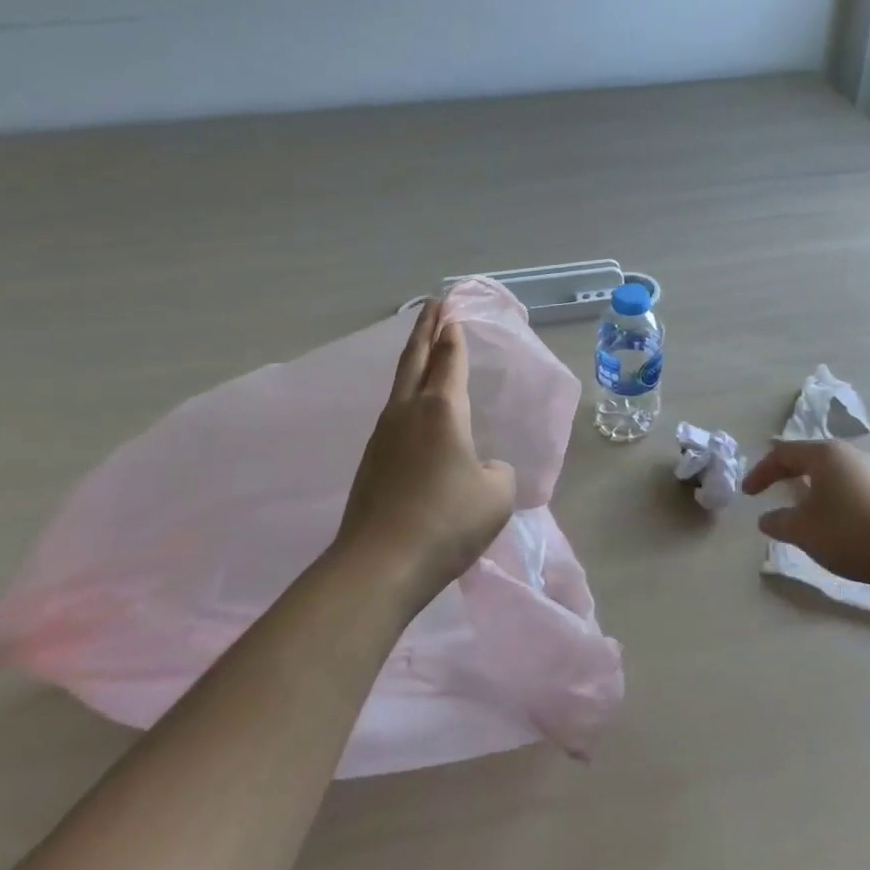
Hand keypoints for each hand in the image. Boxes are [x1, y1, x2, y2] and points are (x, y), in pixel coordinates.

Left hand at [335, 298, 517, 614]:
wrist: (379, 565)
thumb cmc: (447, 522)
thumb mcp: (496, 496)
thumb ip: (497, 472)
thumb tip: (481, 468)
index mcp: (443, 409)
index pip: (449, 357)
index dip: (453, 331)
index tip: (450, 307)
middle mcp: (409, 411)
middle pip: (415, 358)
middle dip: (426, 328)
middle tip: (432, 304)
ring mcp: (384, 435)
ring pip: (400, 384)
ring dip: (413, 359)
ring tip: (423, 349)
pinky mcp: (372, 461)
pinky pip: (395, 413)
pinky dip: (407, 394)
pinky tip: (415, 411)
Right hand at [741, 440, 869, 589]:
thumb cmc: (847, 531)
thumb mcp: (803, 530)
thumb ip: (778, 522)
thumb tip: (765, 519)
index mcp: (825, 454)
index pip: (783, 454)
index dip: (761, 472)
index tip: (747, 494)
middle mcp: (851, 455)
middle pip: (810, 459)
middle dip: (788, 475)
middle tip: (772, 490)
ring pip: (833, 475)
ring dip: (813, 489)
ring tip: (803, 510)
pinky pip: (852, 489)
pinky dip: (834, 501)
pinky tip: (835, 523)